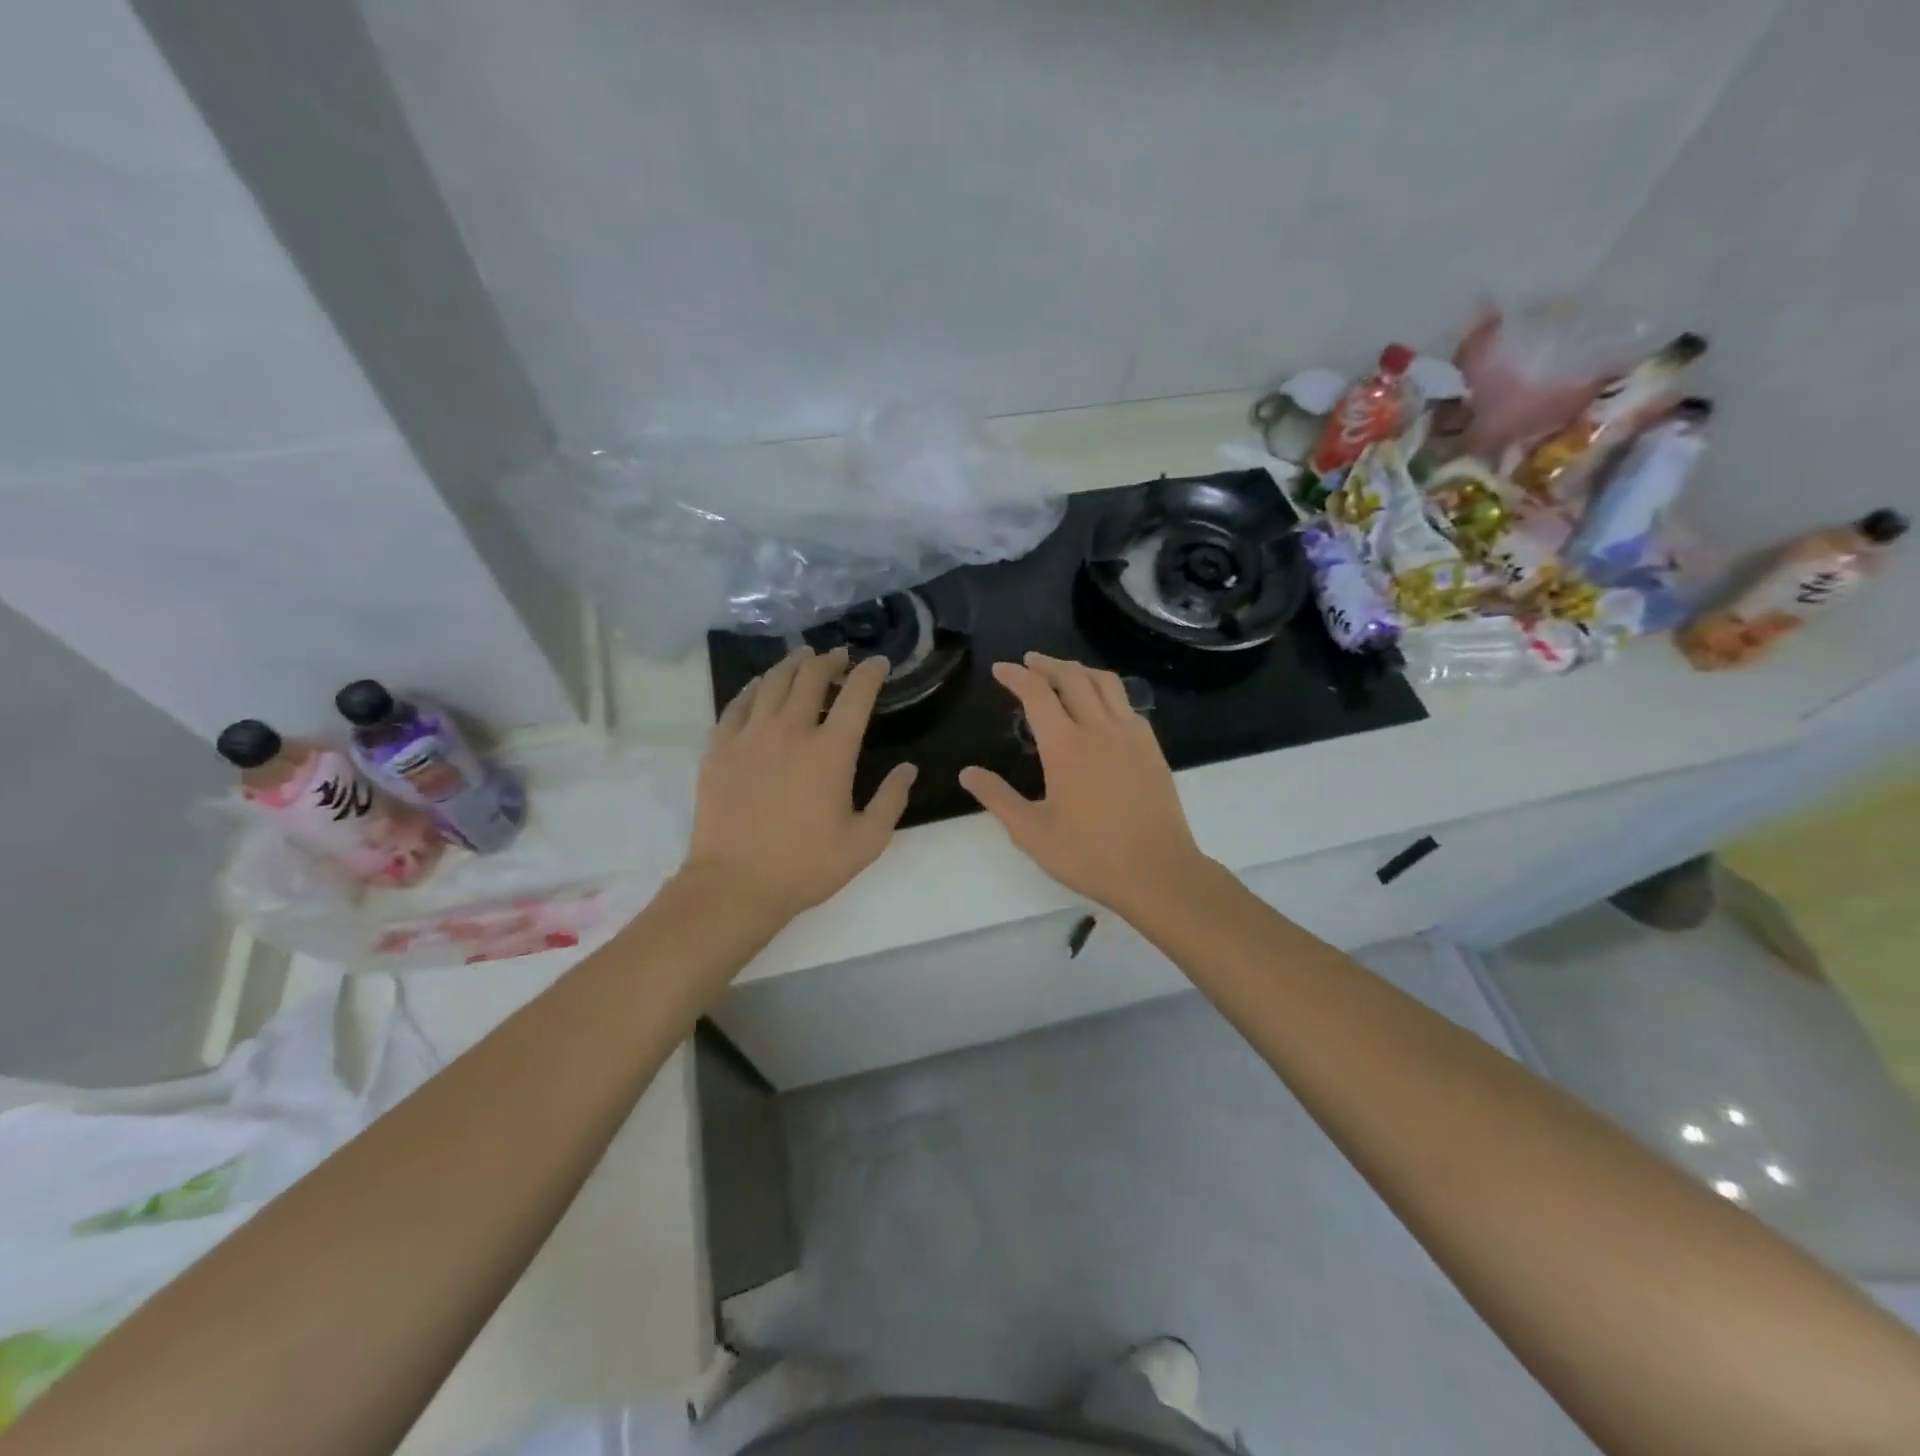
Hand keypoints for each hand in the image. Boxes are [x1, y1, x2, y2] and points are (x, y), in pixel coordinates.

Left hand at [682, 647, 915, 919]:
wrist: (735, 884)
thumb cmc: (806, 866)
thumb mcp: (866, 842)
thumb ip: (891, 800)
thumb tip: (908, 769)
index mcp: (831, 751)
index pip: (857, 695)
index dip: (870, 672)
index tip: (878, 663)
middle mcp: (791, 731)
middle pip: (811, 677)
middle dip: (830, 661)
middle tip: (838, 657)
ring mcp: (750, 736)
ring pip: (772, 682)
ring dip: (792, 665)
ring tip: (802, 658)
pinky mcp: (720, 748)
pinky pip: (737, 704)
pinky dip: (753, 688)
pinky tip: (759, 687)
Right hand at [959, 653, 1211, 916]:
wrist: (1158, 871)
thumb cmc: (1090, 855)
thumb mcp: (1032, 833)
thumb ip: (998, 798)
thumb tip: (967, 773)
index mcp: (1066, 746)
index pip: (1036, 694)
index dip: (1016, 676)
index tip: (1000, 669)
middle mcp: (1099, 728)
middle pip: (1072, 676)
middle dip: (1047, 663)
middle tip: (1028, 662)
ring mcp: (1131, 735)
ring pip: (1105, 682)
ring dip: (1079, 670)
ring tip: (1063, 672)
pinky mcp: (1151, 747)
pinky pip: (1127, 703)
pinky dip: (1106, 691)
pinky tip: (1101, 706)